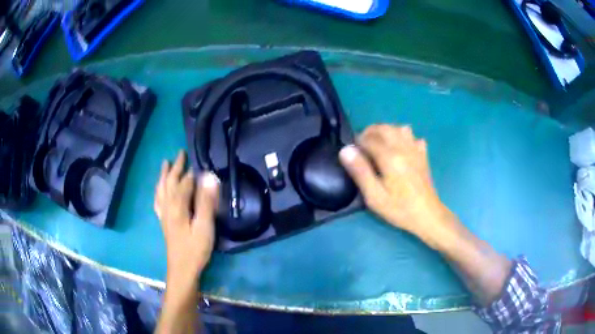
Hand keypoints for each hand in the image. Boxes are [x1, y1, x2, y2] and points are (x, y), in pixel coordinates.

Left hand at [154, 150, 219, 289]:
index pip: (184, 183)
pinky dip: (159, 192)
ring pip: (161, 190)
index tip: (199, 162)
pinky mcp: (164, 222)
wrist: (182, 270)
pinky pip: (158, 201)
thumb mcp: (204, 226)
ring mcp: (164, 215)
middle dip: (176, 167)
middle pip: (170, 183)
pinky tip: (159, 191)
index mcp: (178, 206)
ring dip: (164, 176)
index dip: (192, 173)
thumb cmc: (195, 249)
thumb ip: (206, 201)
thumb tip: (209, 176)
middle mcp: (168, 207)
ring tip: (165, 164)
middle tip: (180, 153)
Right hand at [339, 124, 454, 248]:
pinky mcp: (423, 155)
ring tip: (379, 144)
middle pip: (384, 128)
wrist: (427, 216)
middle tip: (363, 145)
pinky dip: (404, 137)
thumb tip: (346, 150)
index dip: (357, 141)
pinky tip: (400, 149)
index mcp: (390, 157)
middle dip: (370, 132)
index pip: (369, 138)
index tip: (353, 152)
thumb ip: (360, 171)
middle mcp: (403, 148)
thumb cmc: (399, 209)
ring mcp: (416, 150)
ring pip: (399, 128)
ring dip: (386, 131)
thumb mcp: (374, 196)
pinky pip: (413, 137)